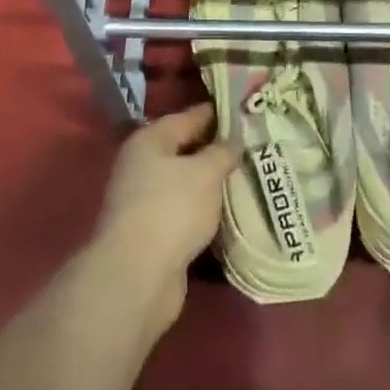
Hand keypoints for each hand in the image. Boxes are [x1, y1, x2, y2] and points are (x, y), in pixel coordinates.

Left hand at [91, 102, 236, 335]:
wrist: (137, 276)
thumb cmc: (172, 209)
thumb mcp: (206, 172)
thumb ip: (222, 152)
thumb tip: (232, 141)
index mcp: (150, 141)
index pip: (188, 117)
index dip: (216, 114)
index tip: (244, 113)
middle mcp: (142, 166)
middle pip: (184, 150)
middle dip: (215, 150)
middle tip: (252, 147)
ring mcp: (144, 201)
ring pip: (185, 184)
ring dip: (210, 184)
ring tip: (246, 179)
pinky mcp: (152, 234)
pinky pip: (184, 213)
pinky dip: (204, 212)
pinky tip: (228, 213)